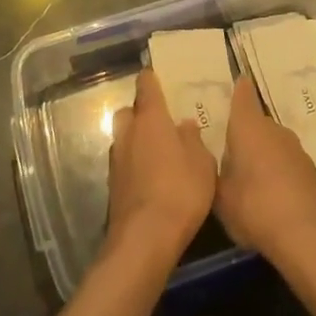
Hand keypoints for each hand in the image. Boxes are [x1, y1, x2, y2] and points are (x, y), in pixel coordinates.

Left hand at [105, 69, 216, 267]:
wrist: (144, 238)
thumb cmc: (180, 191)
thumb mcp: (202, 163)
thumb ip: (194, 139)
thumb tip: (185, 124)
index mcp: (150, 119)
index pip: (146, 85)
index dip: (152, 79)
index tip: (160, 78)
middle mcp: (128, 132)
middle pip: (129, 110)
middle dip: (142, 113)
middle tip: (162, 123)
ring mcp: (116, 159)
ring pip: (124, 137)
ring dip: (137, 140)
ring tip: (159, 154)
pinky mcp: (113, 184)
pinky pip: (124, 162)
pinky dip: (134, 164)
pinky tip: (152, 179)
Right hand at [215, 76, 315, 268]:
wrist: (307, 235)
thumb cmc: (254, 207)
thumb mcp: (219, 196)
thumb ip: (214, 173)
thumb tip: (212, 159)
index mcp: (248, 126)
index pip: (243, 95)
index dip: (238, 89)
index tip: (236, 83)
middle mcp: (274, 129)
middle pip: (257, 123)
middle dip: (245, 133)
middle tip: (229, 150)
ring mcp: (296, 150)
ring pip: (273, 144)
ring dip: (262, 154)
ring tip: (249, 177)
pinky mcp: (311, 172)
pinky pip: (286, 163)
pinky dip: (278, 172)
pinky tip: (271, 195)